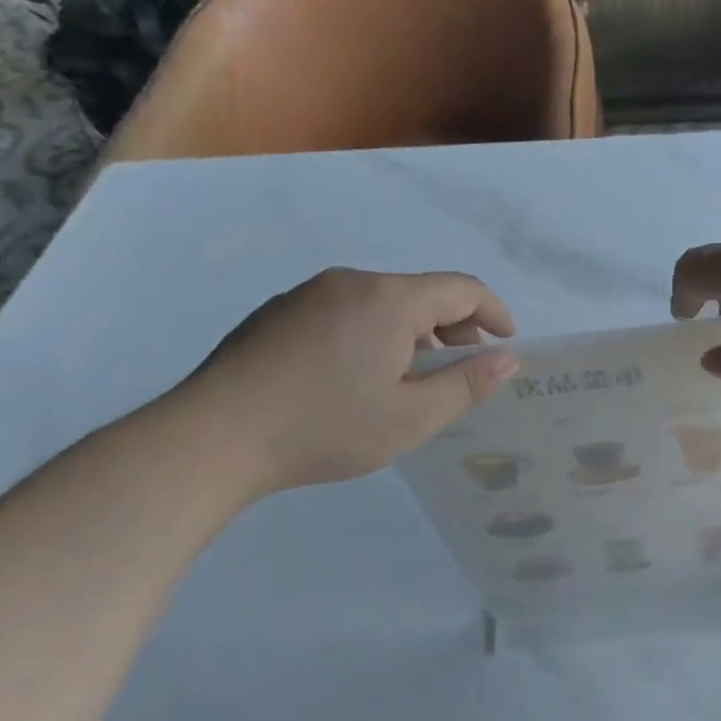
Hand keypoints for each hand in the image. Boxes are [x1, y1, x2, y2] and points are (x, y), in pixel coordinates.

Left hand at [182, 269, 518, 494]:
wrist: (211, 438)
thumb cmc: (325, 427)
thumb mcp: (412, 418)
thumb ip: (468, 385)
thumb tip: (508, 359)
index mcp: (389, 299)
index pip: (462, 289)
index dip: (494, 312)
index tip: (509, 342)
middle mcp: (351, 282)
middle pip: (422, 293)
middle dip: (454, 327)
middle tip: (463, 369)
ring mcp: (309, 294)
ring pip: (382, 303)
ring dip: (412, 333)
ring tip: (411, 379)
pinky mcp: (278, 313)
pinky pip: (346, 312)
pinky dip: (373, 334)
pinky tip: (358, 378)